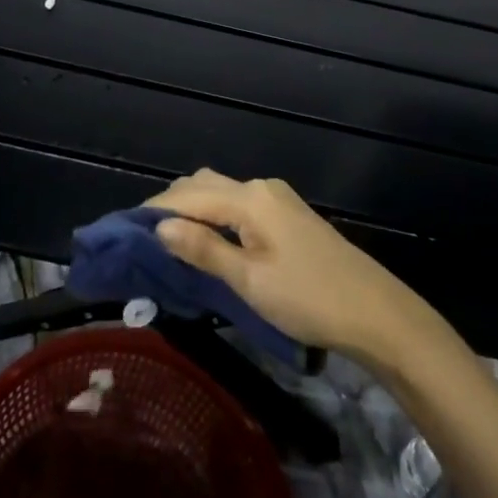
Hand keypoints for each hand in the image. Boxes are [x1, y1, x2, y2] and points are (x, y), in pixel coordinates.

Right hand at [146, 169, 437, 366]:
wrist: (375, 312)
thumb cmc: (308, 299)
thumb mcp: (250, 281)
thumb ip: (204, 250)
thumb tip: (160, 227)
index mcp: (249, 199)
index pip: (188, 195)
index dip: (153, 210)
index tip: (122, 230)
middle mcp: (261, 188)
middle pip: (203, 185)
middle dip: (171, 205)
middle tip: (143, 239)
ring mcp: (278, 199)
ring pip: (221, 192)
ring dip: (193, 209)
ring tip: (169, 240)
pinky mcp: (288, 215)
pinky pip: (239, 204)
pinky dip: (215, 215)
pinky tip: (208, 239)